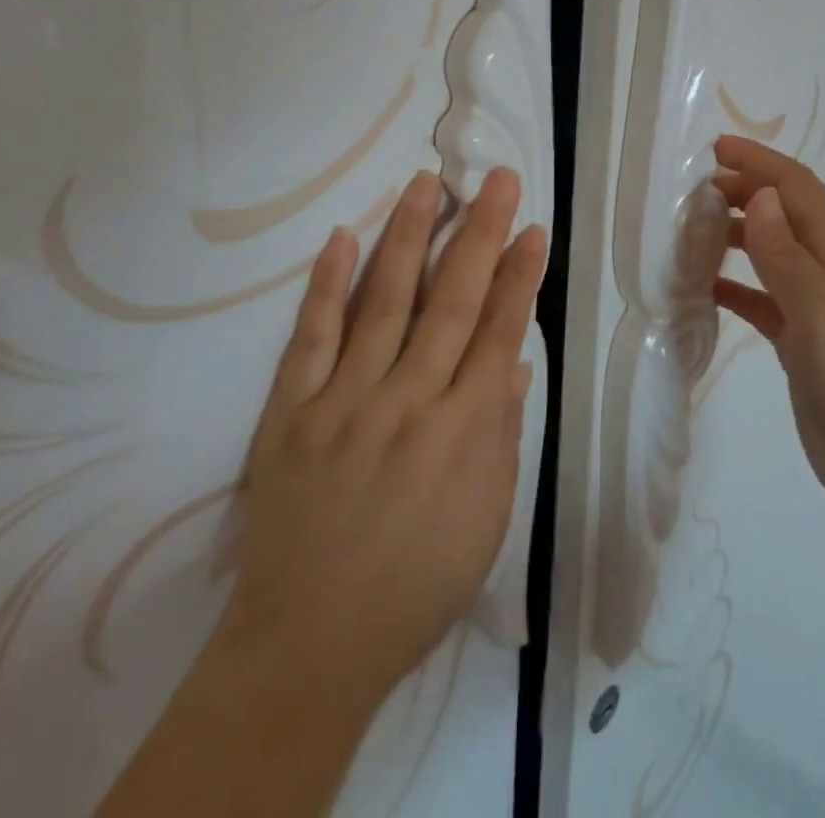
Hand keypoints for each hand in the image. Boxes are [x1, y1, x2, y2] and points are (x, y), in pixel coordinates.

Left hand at [214, 166, 546, 714]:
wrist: (309, 644)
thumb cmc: (415, 587)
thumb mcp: (485, 521)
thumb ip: (500, 435)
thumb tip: (512, 362)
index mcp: (462, 431)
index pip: (499, 333)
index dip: (519, 276)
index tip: (533, 229)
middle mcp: (408, 401)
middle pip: (451, 301)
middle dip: (480, 235)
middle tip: (498, 180)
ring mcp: (345, 400)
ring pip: (384, 302)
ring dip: (408, 238)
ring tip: (427, 185)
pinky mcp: (292, 411)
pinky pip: (310, 337)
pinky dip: (327, 285)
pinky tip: (341, 238)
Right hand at [712, 135, 824, 522]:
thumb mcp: (822, 315)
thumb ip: (788, 256)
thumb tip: (757, 198)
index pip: (798, 191)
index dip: (760, 162)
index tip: (716, 148)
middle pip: (783, 213)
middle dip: (743, 189)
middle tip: (693, 190)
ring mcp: (813, 306)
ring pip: (770, 251)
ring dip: (735, 231)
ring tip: (692, 230)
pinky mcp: (799, 338)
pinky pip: (760, 295)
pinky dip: (732, 282)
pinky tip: (704, 287)